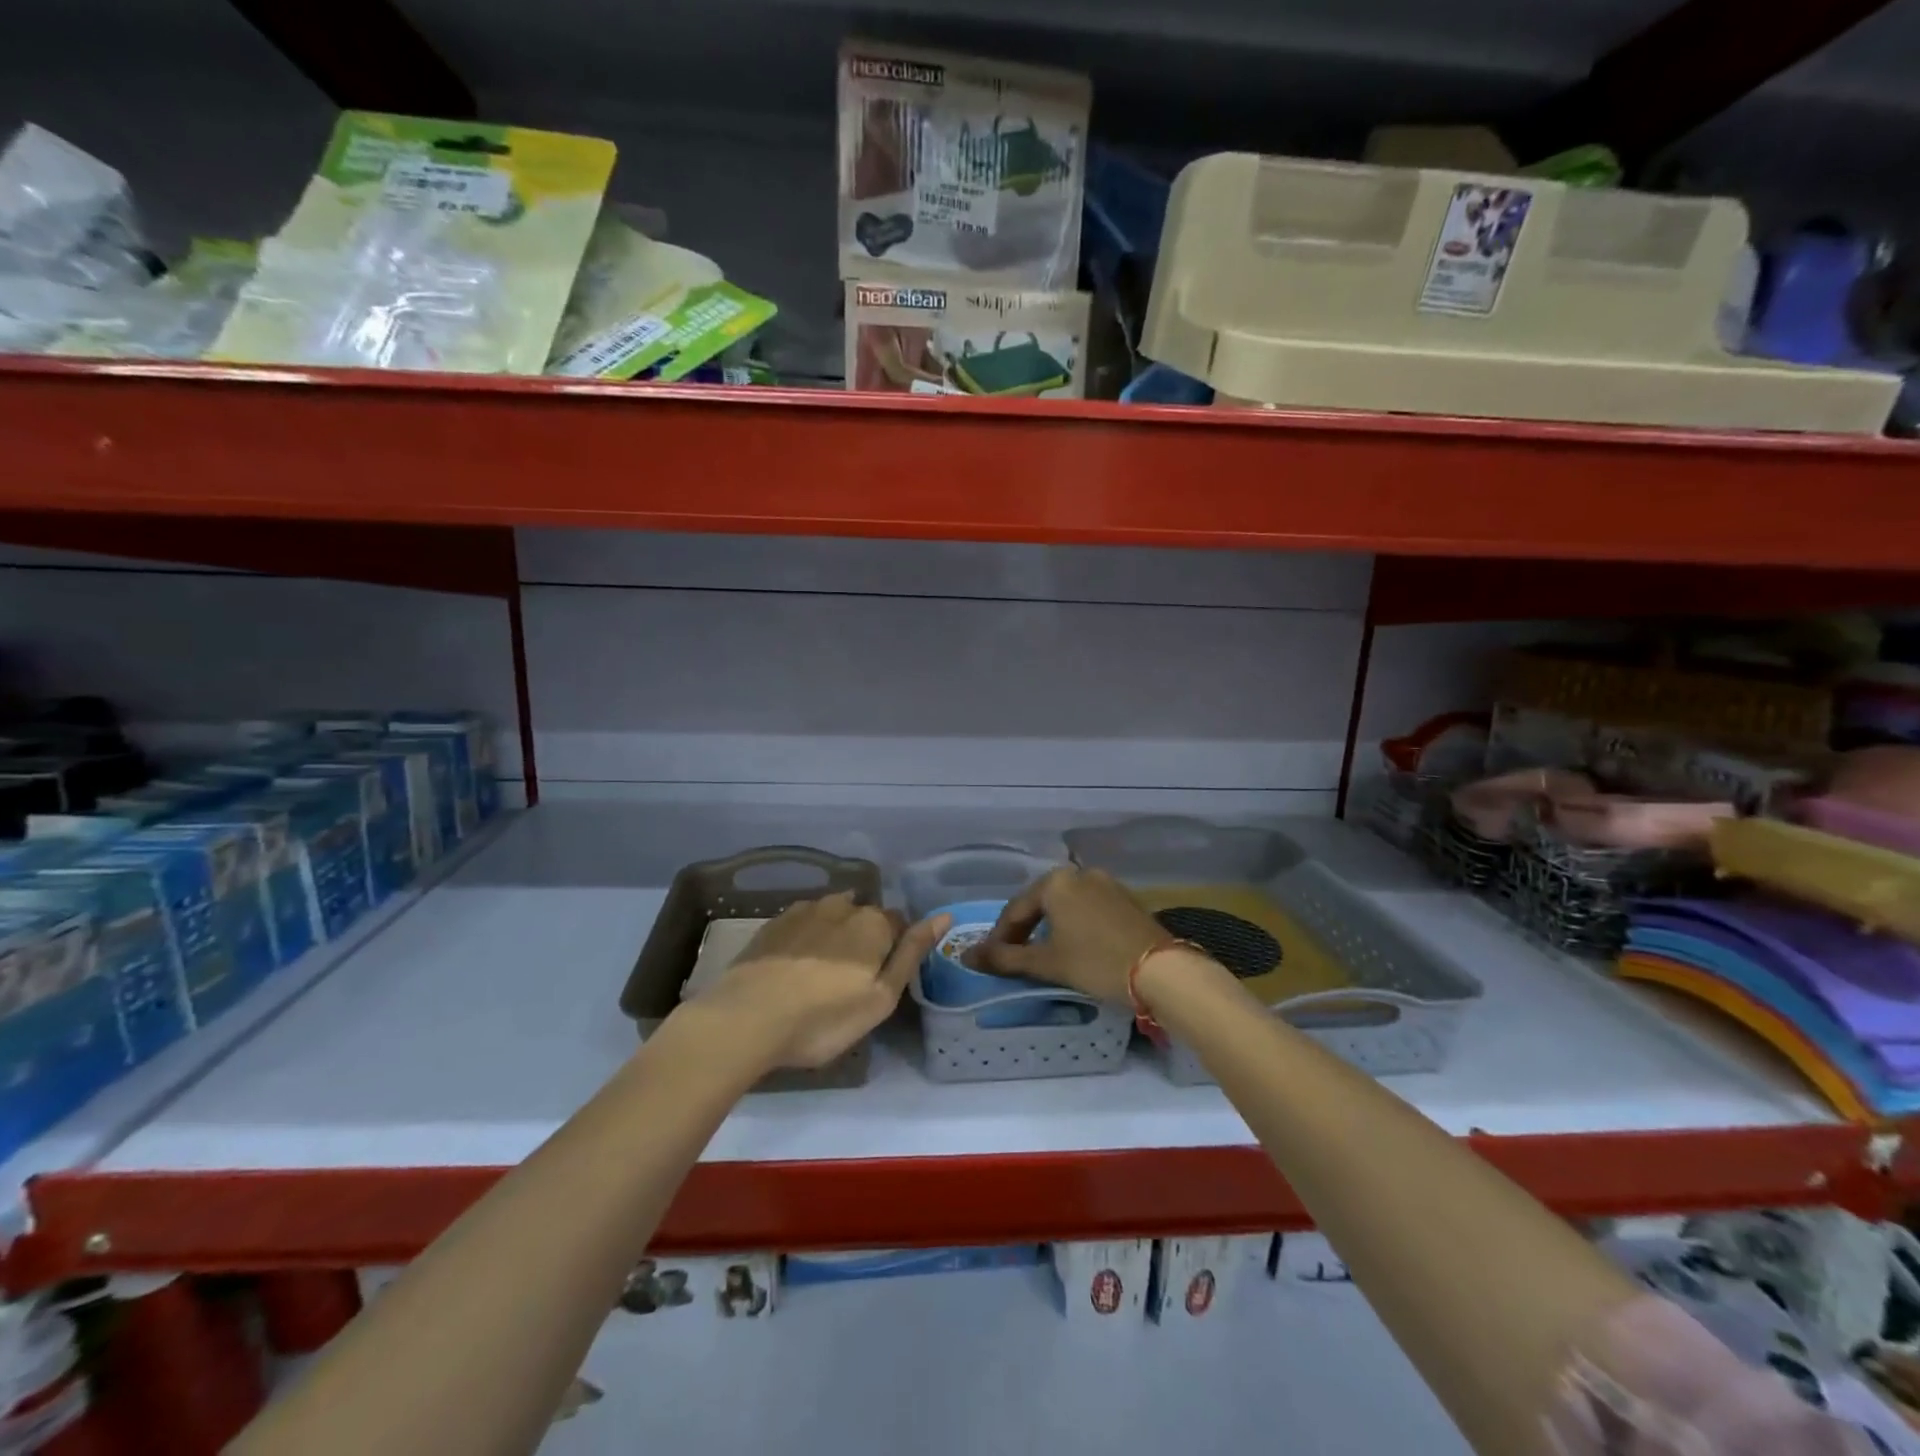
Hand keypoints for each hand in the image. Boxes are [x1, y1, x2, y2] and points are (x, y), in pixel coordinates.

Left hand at [694, 893, 948, 1069]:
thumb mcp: (881, 998)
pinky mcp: (772, 924)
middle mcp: (841, 906)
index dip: (895, 950)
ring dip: (835, 936)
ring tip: (822, 972)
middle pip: (864, 917)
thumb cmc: (823, 1018)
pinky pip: (802, 924)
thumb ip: (913, 953)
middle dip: (865, 939)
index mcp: (873, 923)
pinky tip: (795, 966)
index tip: (882, 978)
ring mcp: (803, 912)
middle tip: (852, 981)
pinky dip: (805, 939)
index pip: (899, 924)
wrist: (746, 1020)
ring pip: (832, 916)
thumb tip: (945, 916)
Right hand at [976, 866, 1166, 1005]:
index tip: (990, 960)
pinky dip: (1074, 926)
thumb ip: (1005, 958)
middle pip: (1040, 903)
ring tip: (1043, 954)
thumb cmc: (1095, 962)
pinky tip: (1075, 947)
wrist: (1162, 970)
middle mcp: (1079, 873)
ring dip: (1050, 928)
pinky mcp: (1125, 899)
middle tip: (1014, 957)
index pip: (1015, 909)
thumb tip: (966, 957)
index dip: (999, 937)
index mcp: (1055, 881)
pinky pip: (1088, 909)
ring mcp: (1106, 883)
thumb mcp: (1046, 963)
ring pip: (1065, 905)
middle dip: (1025, 930)